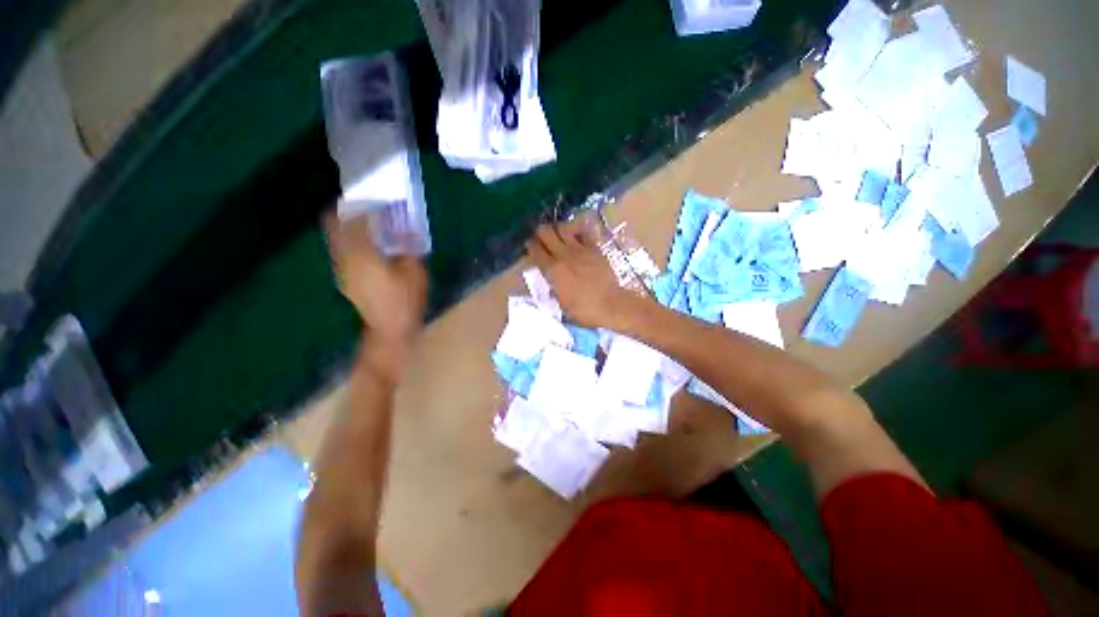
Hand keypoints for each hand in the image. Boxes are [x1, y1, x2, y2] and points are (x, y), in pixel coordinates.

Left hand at [324, 213, 427, 369]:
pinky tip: (366, 244)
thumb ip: (408, 246)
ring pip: (336, 238)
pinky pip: (341, 250)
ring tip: (365, 222)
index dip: (355, 205)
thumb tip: (406, 227)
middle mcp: (344, 258)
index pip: (350, 220)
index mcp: (361, 254)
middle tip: (362, 204)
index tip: (364, 194)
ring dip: (346, 226)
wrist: (390, 329)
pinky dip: (349, 241)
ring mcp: (341, 269)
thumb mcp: (414, 271)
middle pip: (335, 226)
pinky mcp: (345, 278)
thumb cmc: (404, 300)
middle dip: (345, 212)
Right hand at [525, 217, 644, 329]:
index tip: (529, 243)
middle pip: (546, 232)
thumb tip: (551, 284)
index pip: (535, 250)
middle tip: (541, 235)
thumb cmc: (584, 310)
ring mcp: (580, 249)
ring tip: (557, 232)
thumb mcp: (562, 304)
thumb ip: (554, 290)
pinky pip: (584, 233)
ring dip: (558, 228)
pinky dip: (577, 231)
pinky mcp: (595, 248)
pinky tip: (576, 235)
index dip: (530, 244)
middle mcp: (563, 255)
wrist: (611, 305)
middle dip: (540, 231)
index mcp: (552, 270)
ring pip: (564, 227)